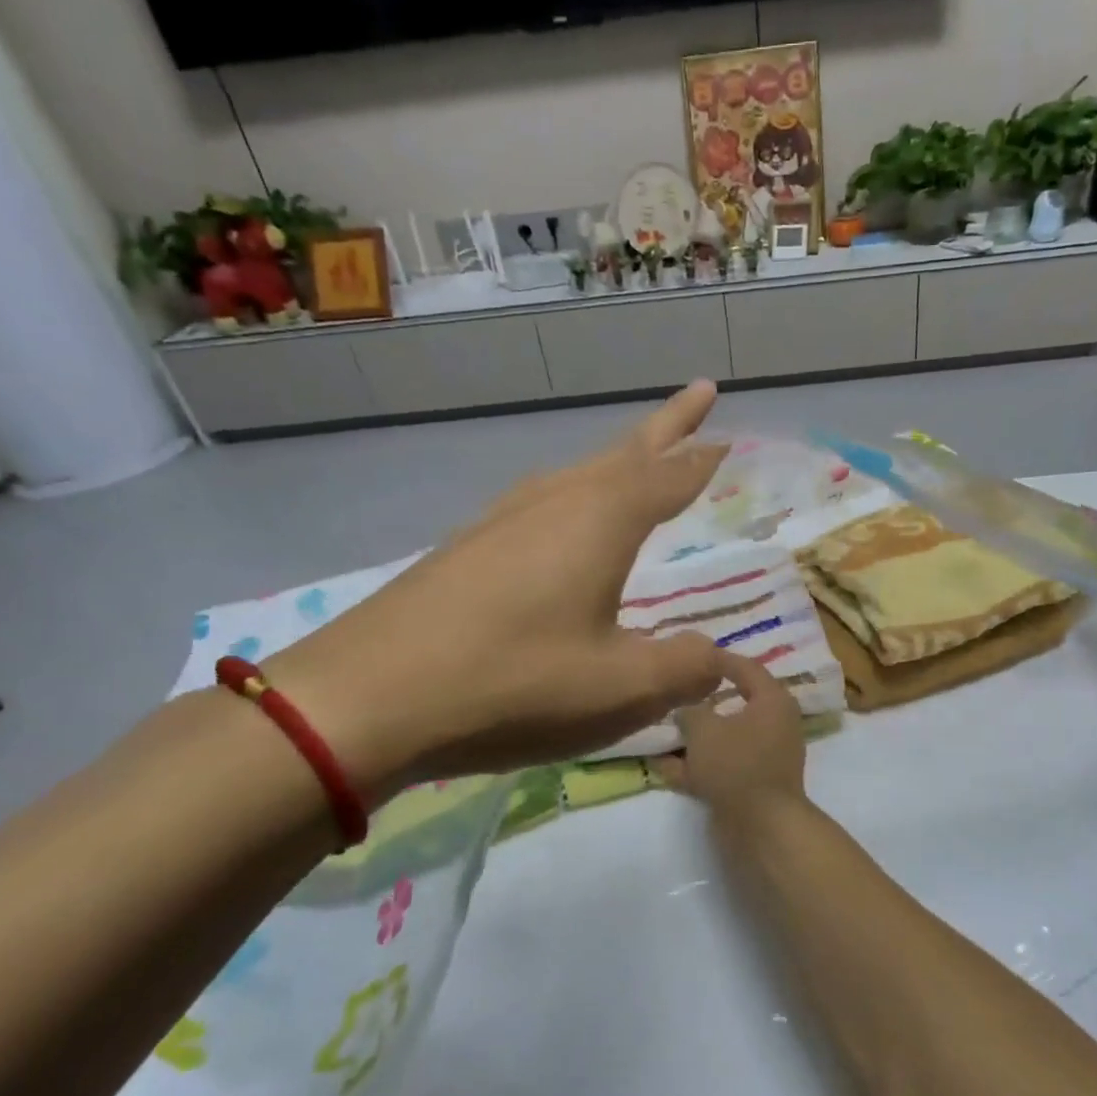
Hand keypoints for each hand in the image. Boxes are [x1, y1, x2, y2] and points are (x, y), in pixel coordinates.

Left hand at [271, 383, 729, 786]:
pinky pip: (542, 503)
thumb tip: (718, 661)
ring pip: (578, 474)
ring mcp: (502, 520)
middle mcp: (554, 503)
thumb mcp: (618, 688)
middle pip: (623, 455)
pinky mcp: (467, 547)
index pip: (668, 476)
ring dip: (617, 461)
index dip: (702, 459)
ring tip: (640, 459)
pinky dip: (574, 496)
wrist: (367, 698)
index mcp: (600, 521)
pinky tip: (562, 521)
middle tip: (699, 397)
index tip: (729, 435)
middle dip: (666, 428)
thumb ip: (682, 670)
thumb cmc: (511, 683)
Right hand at [655, 650, 808, 819]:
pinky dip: (696, 766)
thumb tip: (686, 711)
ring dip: (695, 738)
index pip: (746, 668)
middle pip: (735, 705)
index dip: (719, 660)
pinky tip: (663, 767)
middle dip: (703, 703)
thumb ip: (691, 713)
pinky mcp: (752, 785)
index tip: (693, 655)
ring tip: (663, 733)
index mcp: (772, 701)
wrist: (761, 826)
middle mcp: (774, 725)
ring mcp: (764, 757)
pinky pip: (721, 766)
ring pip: (725, 739)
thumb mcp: (704, 729)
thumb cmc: (736, 764)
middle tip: (676, 693)